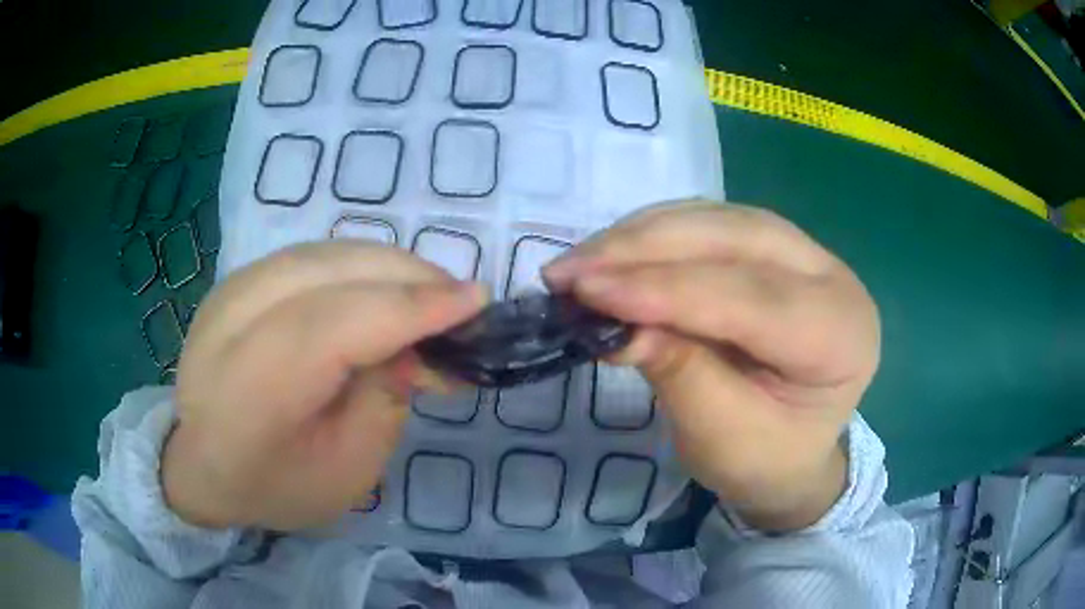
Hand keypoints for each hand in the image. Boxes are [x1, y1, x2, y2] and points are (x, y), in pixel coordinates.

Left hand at [162, 242, 485, 529]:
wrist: (202, 464)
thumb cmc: (277, 485)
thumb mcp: (349, 471)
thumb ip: (385, 400)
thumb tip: (415, 343)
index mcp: (251, 395)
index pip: (333, 327)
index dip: (408, 308)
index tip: (476, 301)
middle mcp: (229, 327)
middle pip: (329, 274)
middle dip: (407, 278)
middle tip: (458, 301)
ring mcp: (227, 293)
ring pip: (323, 253)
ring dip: (386, 266)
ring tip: (427, 295)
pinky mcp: (235, 281)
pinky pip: (309, 256)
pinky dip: (356, 266)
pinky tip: (380, 290)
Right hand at [545, 202, 879, 530]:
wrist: (793, 453)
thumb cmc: (765, 460)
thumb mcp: (723, 438)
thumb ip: (680, 376)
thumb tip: (617, 324)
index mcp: (842, 335)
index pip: (751, 298)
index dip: (664, 290)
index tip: (586, 290)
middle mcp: (833, 277)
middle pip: (735, 238)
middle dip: (644, 248)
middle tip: (569, 269)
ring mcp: (807, 253)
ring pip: (719, 219)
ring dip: (643, 234)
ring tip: (583, 261)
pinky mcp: (775, 247)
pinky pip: (712, 223)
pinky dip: (657, 234)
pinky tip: (617, 251)